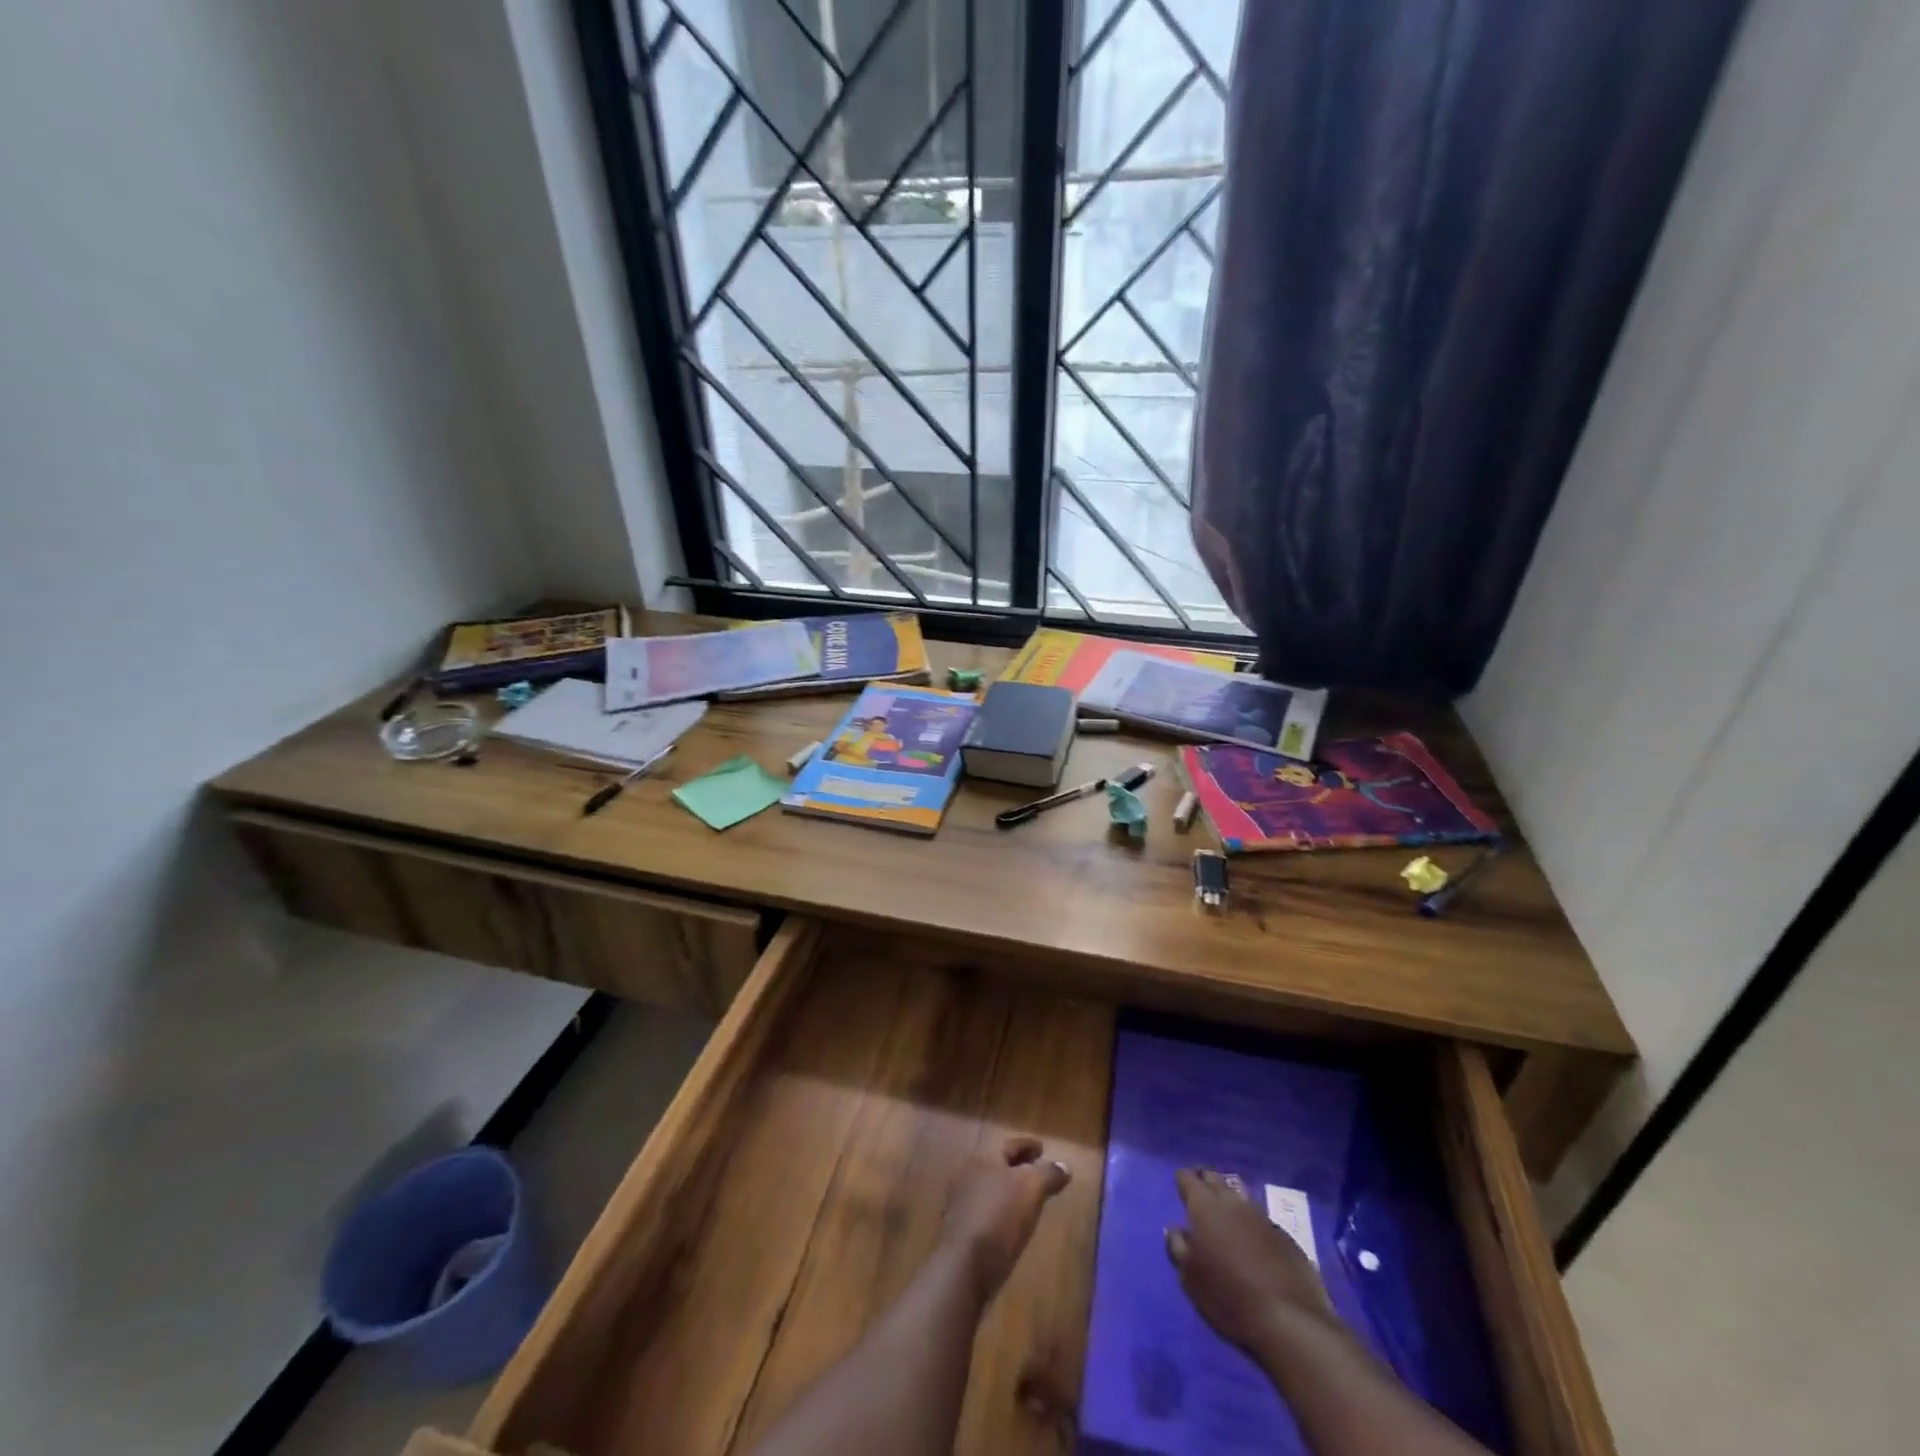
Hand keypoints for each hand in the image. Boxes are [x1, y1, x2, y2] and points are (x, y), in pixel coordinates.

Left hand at [941, 1136, 1071, 1302]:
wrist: (966, 1264)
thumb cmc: (1000, 1216)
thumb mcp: (1032, 1189)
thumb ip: (1048, 1174)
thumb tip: (1063, 1166)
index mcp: (986, 1157)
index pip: (1011, 1145)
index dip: (1028, 1145)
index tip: (1043, 1148)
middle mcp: (969, 1173)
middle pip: (998, 1164)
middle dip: (1018, 1166)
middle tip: (1036, 1171)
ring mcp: (960, 1201)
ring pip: (990, 1187)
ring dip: (1007, 1189)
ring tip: (1026, 1198)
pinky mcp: (959, 1228)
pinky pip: (984, 1209)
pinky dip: (998, 1209)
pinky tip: (1009, 1222)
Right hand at [1166, 1167, 1332, 1353]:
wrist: (1290, 1321)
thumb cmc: (1229, 1297)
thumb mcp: (1191, 1278)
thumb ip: (1178, 1248)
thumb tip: (1175, 1230)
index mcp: (1205, 1206)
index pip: (1189, 1178)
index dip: (1183, 1180)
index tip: (1180, 1186)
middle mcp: (1233, 1202)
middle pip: (1215, 1179)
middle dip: (1206, 1182)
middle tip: (1200, 1193)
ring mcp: (1262, 1217)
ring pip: (1240, 1195)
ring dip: (1230, 1198)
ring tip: (1226, 1211)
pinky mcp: (1286, 1236)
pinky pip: (1261, 1218)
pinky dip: (1251, 1222)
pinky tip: (1253, 1237)